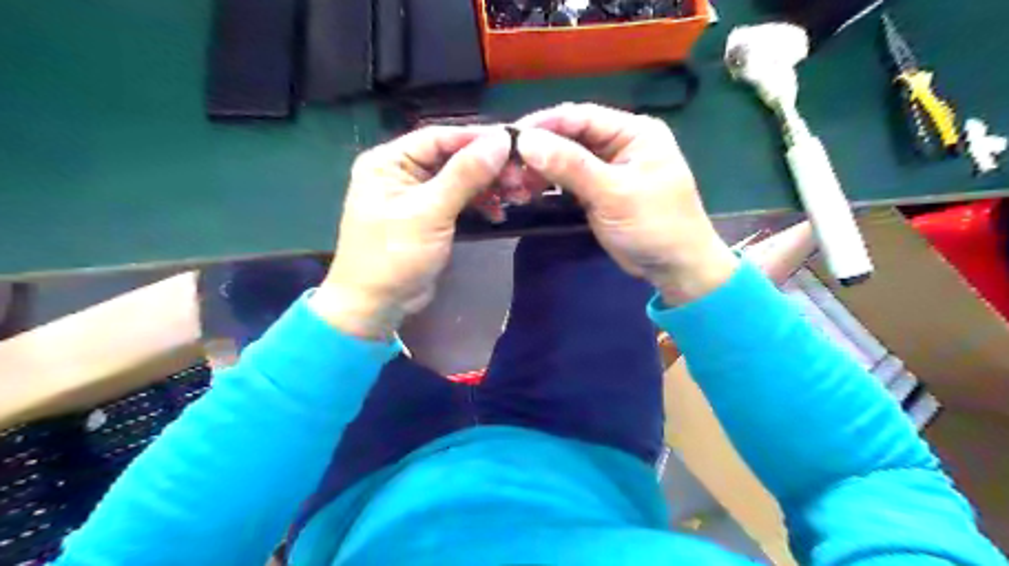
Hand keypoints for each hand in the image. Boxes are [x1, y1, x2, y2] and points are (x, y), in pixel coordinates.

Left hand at [311, 125, 513, 339]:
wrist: (377, 306)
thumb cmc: (394, 256)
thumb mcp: (430, 212)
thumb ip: (464, 175)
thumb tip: (500, 140)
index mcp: (389, 160)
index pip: (439, 137)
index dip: (478, 138)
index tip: (515, 142)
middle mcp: (402, 171)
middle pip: (453, 157)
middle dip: (488, 166)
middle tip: (521, 176)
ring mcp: (417, 195)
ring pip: (460, 179)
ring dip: (489, 186)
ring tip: (518, 194)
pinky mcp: (430, 216)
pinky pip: (460, 200)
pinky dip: (480, 204)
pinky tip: (499, 213)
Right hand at [516, 101, 738, 304]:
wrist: (675, 268)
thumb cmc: (654, 225)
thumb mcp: (613, 193)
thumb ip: (571, 166)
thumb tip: (526, 141)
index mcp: (633, 131)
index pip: (580, 117)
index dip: (544, 124)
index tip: (509, 138)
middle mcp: (619, 143)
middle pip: (570, 136)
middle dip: (538, 150)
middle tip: (505, 166)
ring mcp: (608, 168)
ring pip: (566, 159)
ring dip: (540, 169)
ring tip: (513, 182)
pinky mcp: (599, 191)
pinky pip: (568, 180)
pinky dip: (549, 184)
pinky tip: (528, 191)